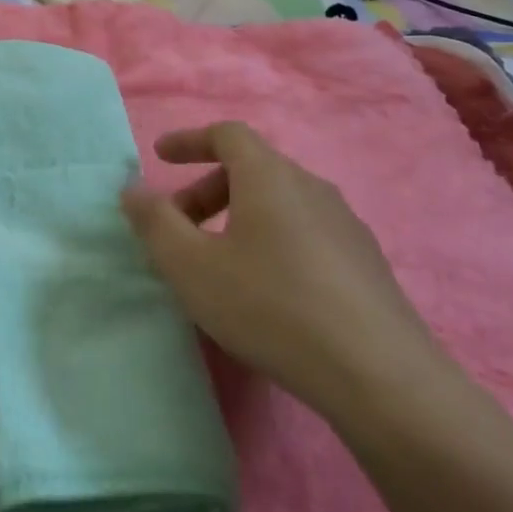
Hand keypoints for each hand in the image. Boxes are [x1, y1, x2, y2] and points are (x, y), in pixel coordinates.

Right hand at [120, 121, 447, 422]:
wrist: (380, 377)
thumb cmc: (271, 307)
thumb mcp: (192, 267)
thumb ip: (155, 221)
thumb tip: (133, 187)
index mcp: (270, 177)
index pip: (227, 134)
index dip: (189, 140)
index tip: (160, 157)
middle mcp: (312, 187)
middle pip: (252, 169)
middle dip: (206, 189)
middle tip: (179, 228)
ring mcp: (346, 225)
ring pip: (279, 202)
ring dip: (239, 216)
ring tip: (219, 262)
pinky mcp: (366, 263)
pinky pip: (305, 231)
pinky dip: (271, 240)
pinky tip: (267, 289)